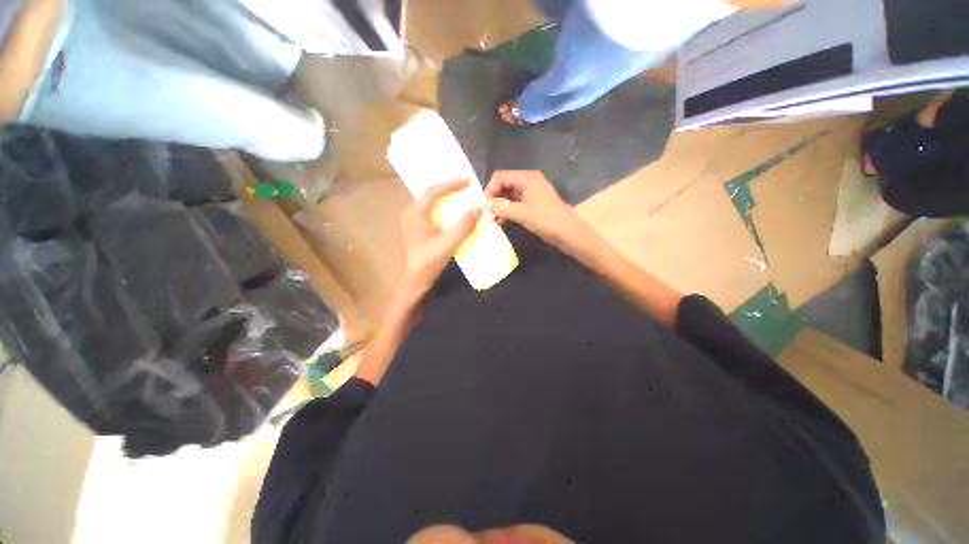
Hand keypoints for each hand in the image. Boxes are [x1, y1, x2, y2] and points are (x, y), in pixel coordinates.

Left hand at [398, 180, 481, 300]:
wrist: (414, 281)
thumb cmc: (428, 261)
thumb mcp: (448, 242)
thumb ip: (463, 225)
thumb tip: (478, 209)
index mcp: (415, 212)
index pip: (434, 191)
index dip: (452, 184)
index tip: (468, 181)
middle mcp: (411, 213)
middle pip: (431, 195)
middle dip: (449, 190)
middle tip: (467, 189)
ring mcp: (413, 223)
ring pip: (431, 205)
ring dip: (447, 200)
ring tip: (462, 198)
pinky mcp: (417, 231)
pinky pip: (432, 214)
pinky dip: (444, 211)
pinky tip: (453, 215)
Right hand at [484, 171, 592, 249]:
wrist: (569, 233)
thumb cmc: (547, 220)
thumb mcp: (522, 214)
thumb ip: (501, 207)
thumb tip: (483, 203)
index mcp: (527, 178)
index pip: (500, 177)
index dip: (489, 190)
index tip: (483, 206)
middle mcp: (528, 181)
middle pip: (504, 185)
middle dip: (494, 198)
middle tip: (485, 214)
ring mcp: (531, 192)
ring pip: (508, 195)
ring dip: (499, 206)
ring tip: (492, 219)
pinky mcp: (532, 203)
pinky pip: (515, 203)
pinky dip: (507, 211)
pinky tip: (501, 221)